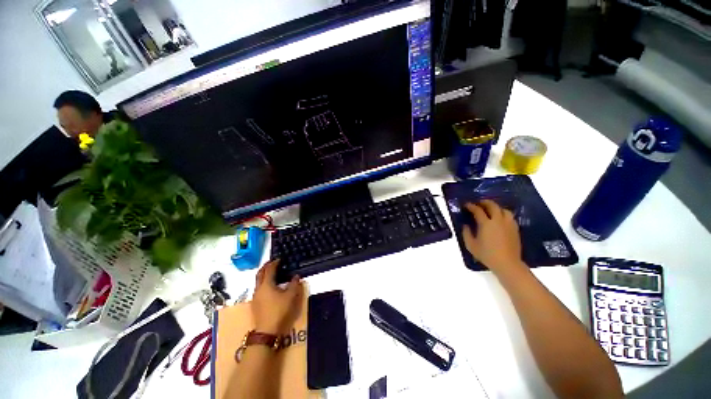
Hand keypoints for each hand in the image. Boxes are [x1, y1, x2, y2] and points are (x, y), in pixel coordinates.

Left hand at [252, 260, 302, 334]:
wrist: (267, 331)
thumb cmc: (279, 311)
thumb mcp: (290, 296)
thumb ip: (294, 284)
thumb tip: (296, 276)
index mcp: (266, 284)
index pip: (269, 270)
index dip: (274, 263)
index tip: (279, 259)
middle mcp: (259, 289)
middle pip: (260, 274)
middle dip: (265, 267)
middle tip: (272, 263)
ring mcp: (255, 297)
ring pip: (258, 282)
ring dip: (263, 275)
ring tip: (271, 273)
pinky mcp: (255, 304)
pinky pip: (258, 288)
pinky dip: (263, 283)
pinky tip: (269, 287)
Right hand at [462, 200, 526, 276]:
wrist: (507, 263)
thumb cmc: (487, 254)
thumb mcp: (471, 245)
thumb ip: (466, 233)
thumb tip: (466, 225)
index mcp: (486, 224)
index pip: (478, 210)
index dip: (471, 206)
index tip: (467, 205)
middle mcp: (498, 221)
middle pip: (493, 206)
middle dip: (485, 202)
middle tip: (479, 203)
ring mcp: (508, 224)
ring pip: (504, 210)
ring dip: (496, 207)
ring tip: (491, 210)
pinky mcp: (515, 229)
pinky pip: (510, 217)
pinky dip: (503, 214)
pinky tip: (500, 219)